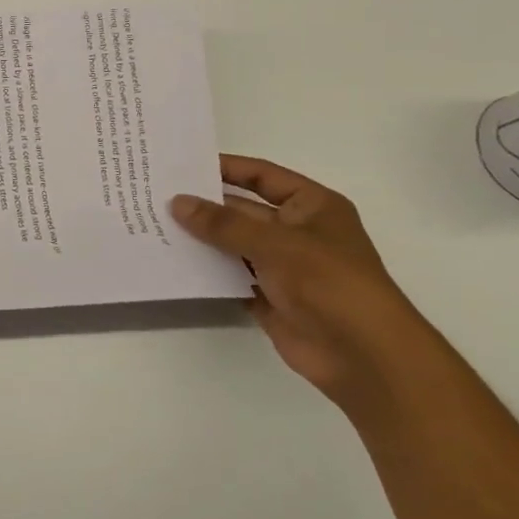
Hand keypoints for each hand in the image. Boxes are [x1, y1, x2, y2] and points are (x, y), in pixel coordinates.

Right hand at [170, 156, 438, 402]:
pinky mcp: (270, 298)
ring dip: (201, 239)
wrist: (363, 355)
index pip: (263, 176)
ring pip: (233, 245)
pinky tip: (173, 263)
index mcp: (312, 206)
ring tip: (155, 225)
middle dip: (205, 205)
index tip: (184, 163)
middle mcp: (297, 232)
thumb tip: (178, 202)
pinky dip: (207, 271)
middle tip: (156, 196)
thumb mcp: (276, 243)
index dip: (227, 168)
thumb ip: (224, 224)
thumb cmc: (329, 283)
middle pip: (243, 211)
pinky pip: (231, 277)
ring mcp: (283, 267)